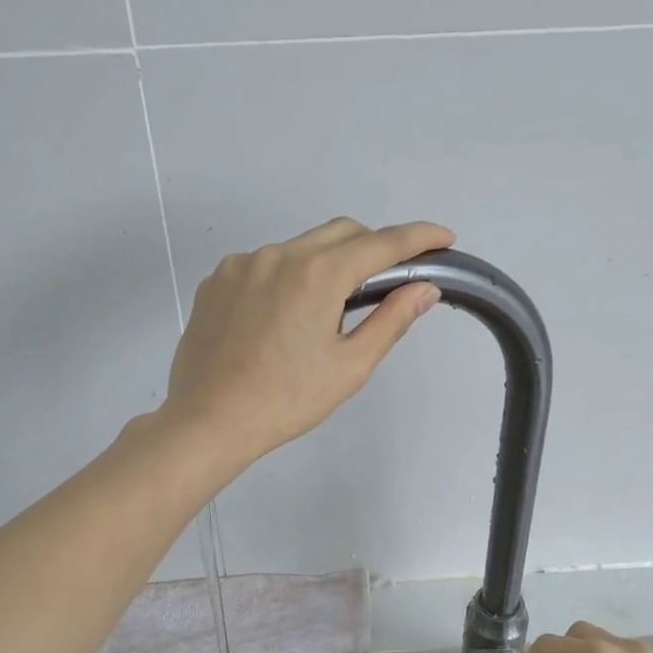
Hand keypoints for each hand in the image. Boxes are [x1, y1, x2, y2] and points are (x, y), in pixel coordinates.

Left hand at [162, 218, 454, 467]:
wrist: (209, 420)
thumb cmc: (287, 401)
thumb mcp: (350, 366)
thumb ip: (391, 319)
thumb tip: (424, 288)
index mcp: (317, 274)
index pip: (382, 243)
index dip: (419, 236)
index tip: (444, 238)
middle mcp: (278, 255)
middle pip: (341, 232)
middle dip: (372, 246)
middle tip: (385, 282)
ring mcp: (241, 264)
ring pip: (300, 246)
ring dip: (325, 263)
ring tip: (325, 311)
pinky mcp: (216, 281)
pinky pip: (263, 264)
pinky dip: (286, 277)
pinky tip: (281, 317)